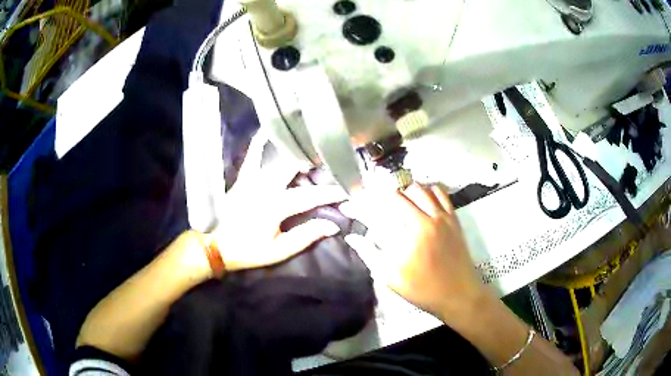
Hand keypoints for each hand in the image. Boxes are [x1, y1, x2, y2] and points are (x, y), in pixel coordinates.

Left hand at [209, 133, 346, 271]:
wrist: (214, 245)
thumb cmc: (247, 250)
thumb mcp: (278, 251)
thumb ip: (305, 236)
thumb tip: (332, 226)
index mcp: (274, 206)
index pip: (309, 196)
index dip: (330, 193)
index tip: (347, 188)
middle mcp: (264, 186)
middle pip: (294, 168)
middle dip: (315, 163)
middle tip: (332, 160)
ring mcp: (251, 178)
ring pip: (275, 157)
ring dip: (295, 151)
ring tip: (311, 145)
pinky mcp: (242, 178)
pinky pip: (252, 156)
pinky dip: (260, 142)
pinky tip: (267, 131)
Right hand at [342, 183, 486, 319]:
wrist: (458, 294)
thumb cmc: (423, 288)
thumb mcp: (391, 276)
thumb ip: (370, 253)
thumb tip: (352, 237)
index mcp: (414, 228)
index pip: (390, 202)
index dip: (371, 198)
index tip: (359, 201)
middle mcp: (431, 216)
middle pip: (407, 190)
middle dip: (389, 192)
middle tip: (378, 202)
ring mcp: (445, 217)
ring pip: (425, 189)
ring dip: (408, 189)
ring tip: (398, 199)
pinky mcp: (455, 220)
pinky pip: (443, 195)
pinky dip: (430, 191)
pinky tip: (422, 198)